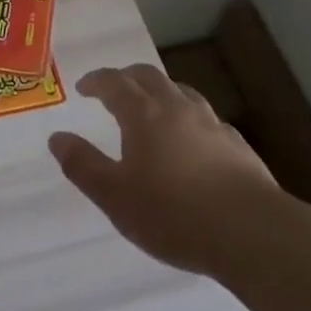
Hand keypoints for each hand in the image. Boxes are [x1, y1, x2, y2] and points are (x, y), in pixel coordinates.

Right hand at [49, 63, 283, 279]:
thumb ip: (83, 166)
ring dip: (161, 92)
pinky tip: (193, 140)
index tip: (84, 87)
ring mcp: (211, 123)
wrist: (253, 233)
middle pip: (148, 77)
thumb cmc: (174, 214)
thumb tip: (56, 137)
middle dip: (127, 78)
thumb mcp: (116, 198)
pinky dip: (190, 118)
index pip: (114, 83)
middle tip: (114, 88)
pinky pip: (206, 119)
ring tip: (153, 107)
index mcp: (143, 114)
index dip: (96, 81)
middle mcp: (176, 107)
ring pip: (181, 92)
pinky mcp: (237, 145)